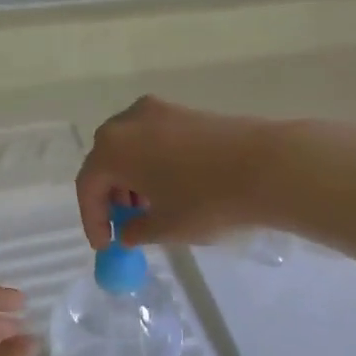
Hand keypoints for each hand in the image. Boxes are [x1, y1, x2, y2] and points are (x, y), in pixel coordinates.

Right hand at [76, 96, 280, 249]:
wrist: (268, 166)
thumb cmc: (206, 200)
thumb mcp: (166, 227)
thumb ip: (136, 231)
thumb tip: (127, 231)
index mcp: (113, 148)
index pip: (88, 185)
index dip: (93, 219)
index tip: (105, 244)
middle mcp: (129, 121)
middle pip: (106, 160)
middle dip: (111, 194)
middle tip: (124, 223)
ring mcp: (160, 111)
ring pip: (131, 147)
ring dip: (131, 178)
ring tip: (150, 208)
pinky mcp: (186, 111)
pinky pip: (154, 139)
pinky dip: (152, 163)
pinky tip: (172, 187)